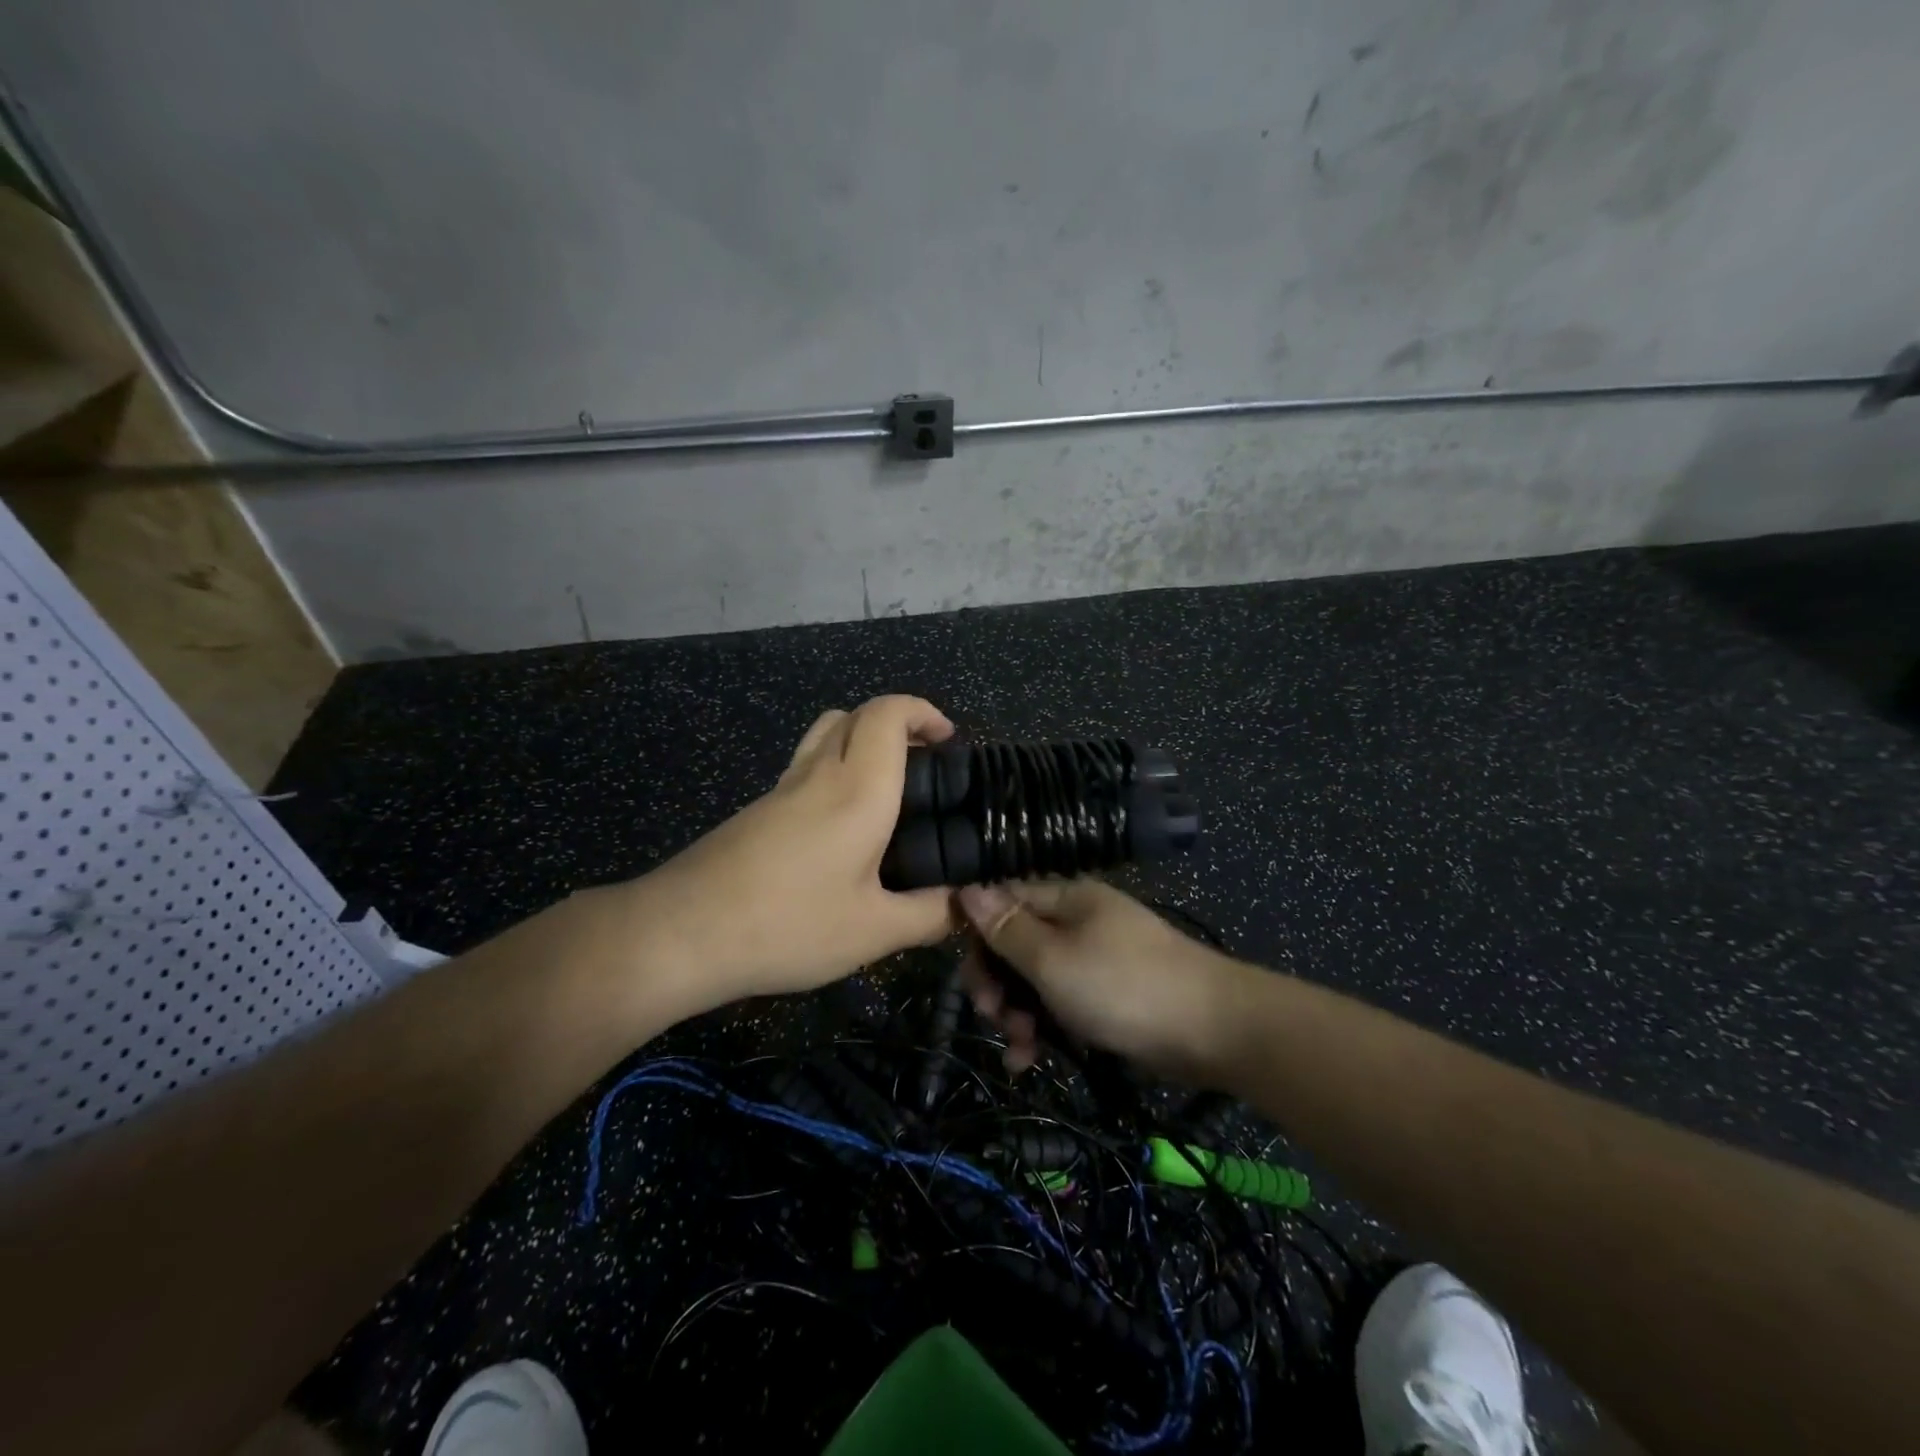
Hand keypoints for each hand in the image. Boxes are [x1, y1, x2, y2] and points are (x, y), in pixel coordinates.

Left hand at [634, 695, 958, 1009]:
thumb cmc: (788, 924)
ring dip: (861, 743)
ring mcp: (781, 789)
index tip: (949, 740)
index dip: (922, 711)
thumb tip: (961, 905)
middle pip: (855, 715)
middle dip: (896, 724)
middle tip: (924, 767)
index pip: (888, 713)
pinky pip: (804, 769)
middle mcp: (818, 774)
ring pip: (824, 736)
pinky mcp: (756, 811)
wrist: (682, 932)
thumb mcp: (873, 932)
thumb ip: (928, 916)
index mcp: (858, 788)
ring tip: (887, 792)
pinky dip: (834, 773)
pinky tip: (841, 831)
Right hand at [957, 879, 1250, 1080]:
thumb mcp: (1053, 960)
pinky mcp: (1107, 994)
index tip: (965, 974)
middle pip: (1016, 943)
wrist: (1214, 1030)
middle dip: (997, 982)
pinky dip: (1044, 1028)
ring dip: (1018, 1013)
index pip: (1004, 900)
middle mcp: (1077, 921)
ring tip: (1019, 1048)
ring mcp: (1094, 958)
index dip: (977, 934)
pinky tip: (1029, 1060)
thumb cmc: (1124, 987)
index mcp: (1065, 898)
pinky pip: (1061, 1003)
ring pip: (1036, 979)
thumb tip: (967, 888)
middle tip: (992, 1016)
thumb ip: (1007, 928)